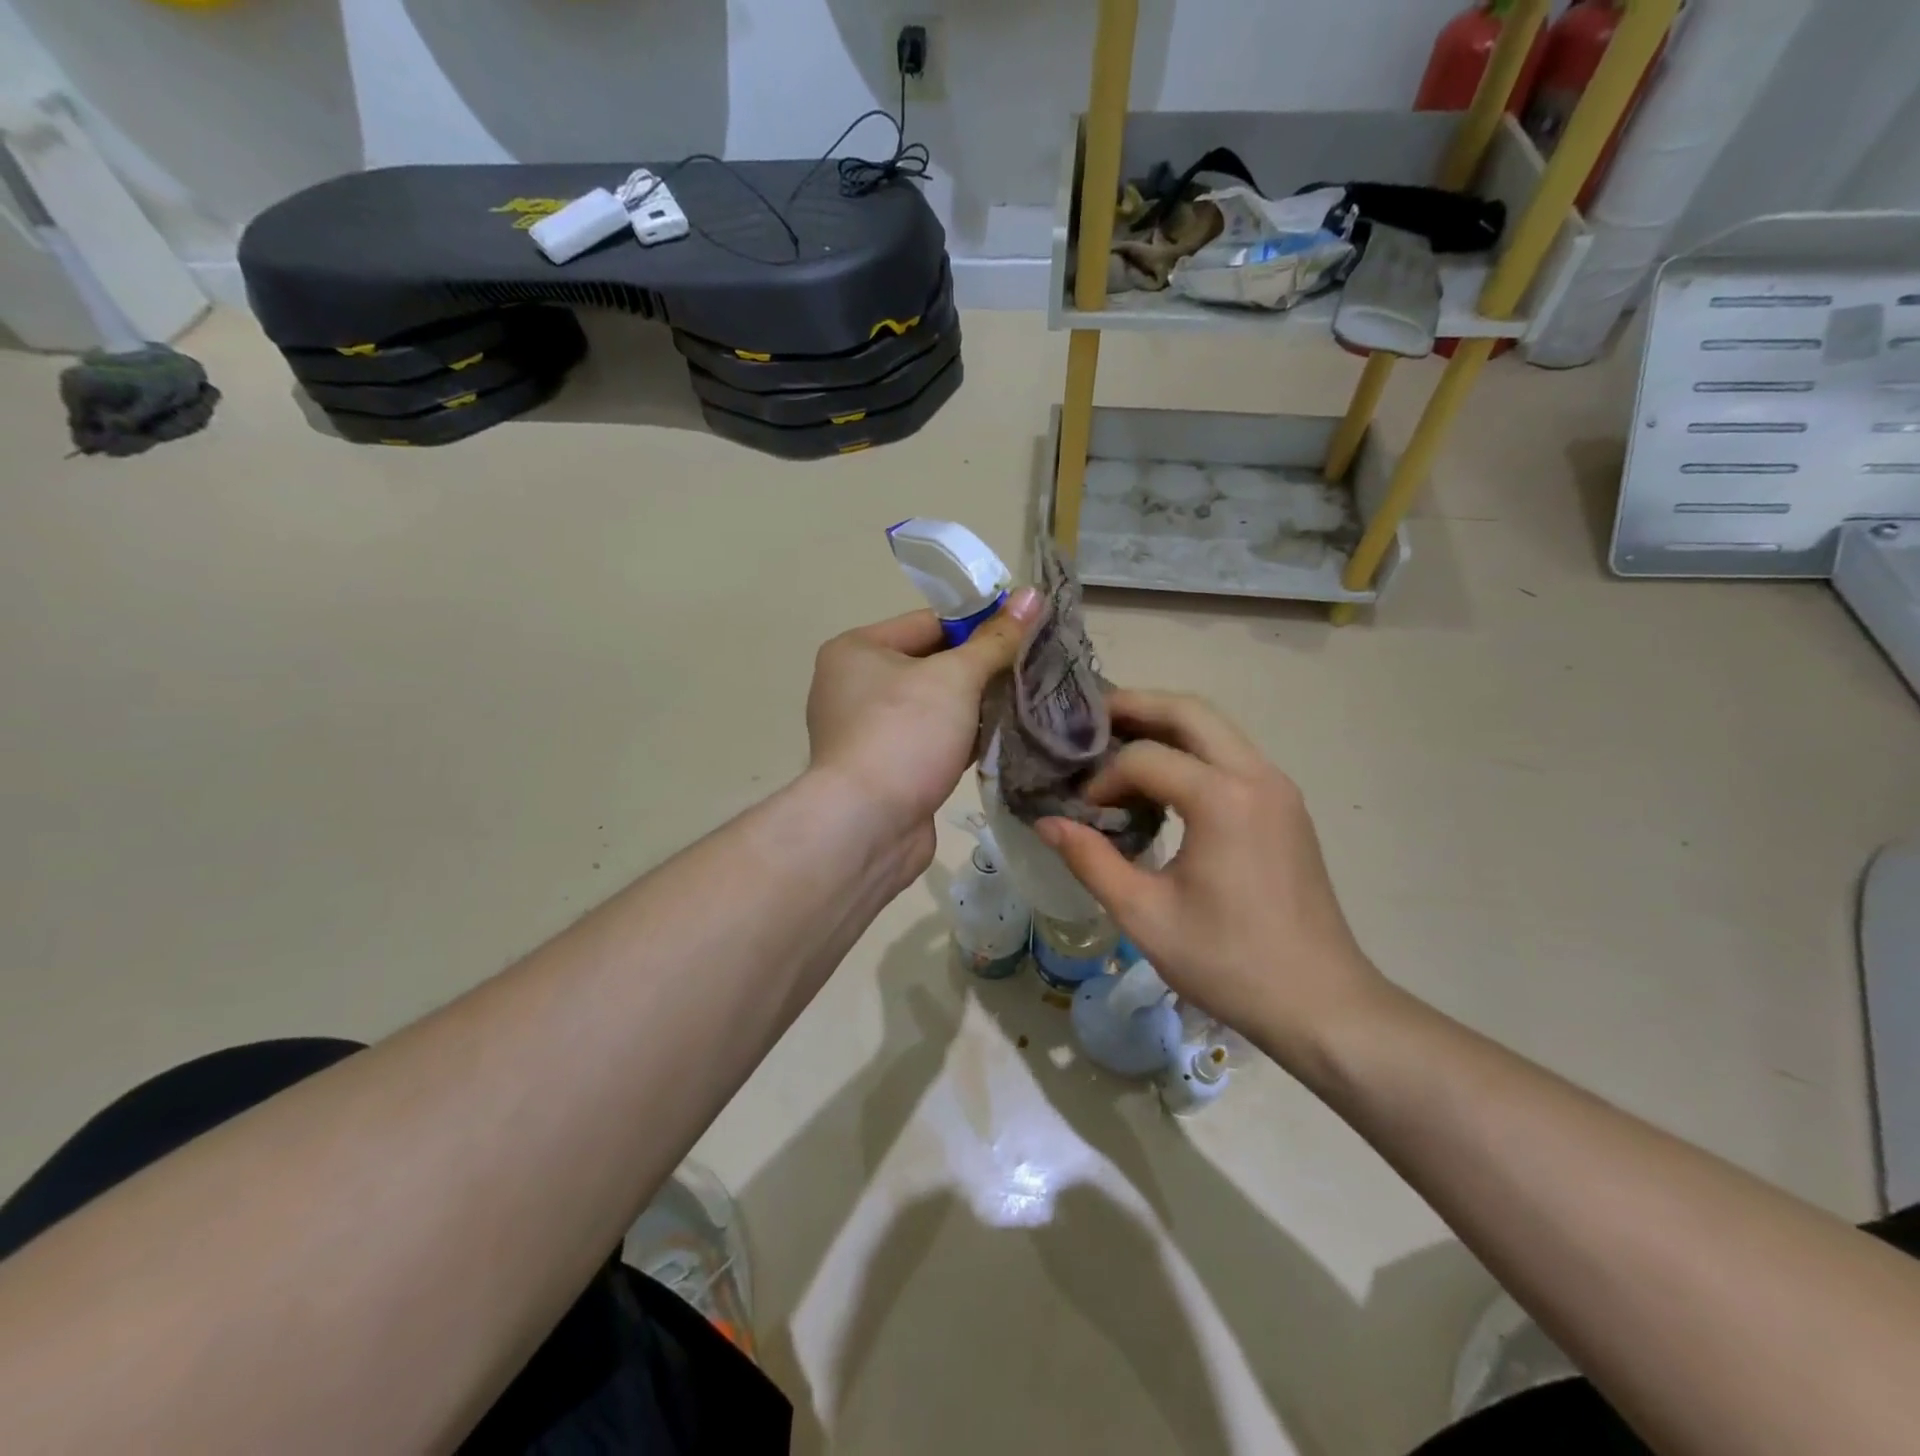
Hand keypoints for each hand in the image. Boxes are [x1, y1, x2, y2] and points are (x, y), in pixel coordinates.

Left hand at [806, 589, 1040, 864]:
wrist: (868, 825)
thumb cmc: (904, 734)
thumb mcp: (955, 678)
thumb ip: (995, 640)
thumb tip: (1033, 594)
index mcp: (857, 650)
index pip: (929, 622)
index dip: (979, 625)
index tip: (1025, 633)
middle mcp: (854, 686)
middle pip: (932, 664)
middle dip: (980, 670)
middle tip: (1031, 669)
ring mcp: (868, 731)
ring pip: (934, 707)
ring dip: (975, 707)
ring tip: (1025, 702)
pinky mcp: (886, 769)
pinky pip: (931, 741)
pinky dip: (962, 740)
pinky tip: (1001, 739)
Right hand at [1036, 691, 1384, 1067]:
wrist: (1321, 1002)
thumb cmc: (1229, 962)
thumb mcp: (1145, 916)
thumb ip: (1091, 861)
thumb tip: (1047, 824)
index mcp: (1222, 800)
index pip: (1145, 758)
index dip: (1104, 778)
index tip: (1082, 812)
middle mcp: (1256, 776)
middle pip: (1189, 712)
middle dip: (1135, 706)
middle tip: (1089, 719)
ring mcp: (1278, 787)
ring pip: (1216, 727)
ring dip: (1165, 723)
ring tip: (1118, 740)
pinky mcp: (1286, 805)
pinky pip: (1232, 753)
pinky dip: (1192, 748)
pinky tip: (1163, 779)